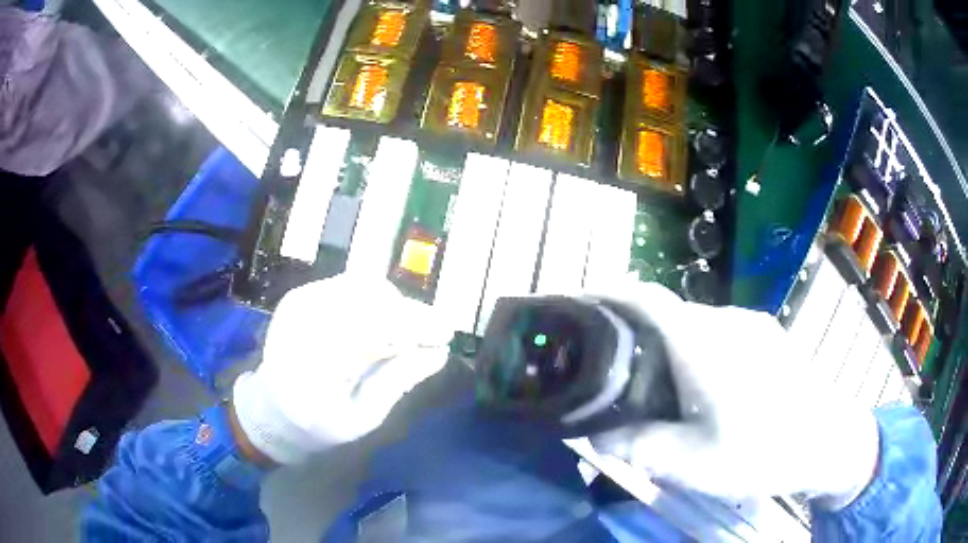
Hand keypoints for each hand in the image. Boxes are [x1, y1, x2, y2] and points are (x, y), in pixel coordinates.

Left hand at [232, 275, 450, 464]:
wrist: (271, 408)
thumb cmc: (319, 425)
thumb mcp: (363, 418)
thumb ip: (398, 382)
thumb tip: (439, 352)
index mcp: (314, 366)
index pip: (374, 329)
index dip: (416, 326)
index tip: (446, 335)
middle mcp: (302, 324)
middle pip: (370, 300)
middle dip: (409, 315)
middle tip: (430, 336)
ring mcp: (299, 304)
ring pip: (363, 286)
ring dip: (393, 306)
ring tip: (404, 334)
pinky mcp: (300, 295)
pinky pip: (349, 284)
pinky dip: (374, 300)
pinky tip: (379, 323)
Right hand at [591, 281, 879, 508]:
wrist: (830, 439)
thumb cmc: (764, 451)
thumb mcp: (695, 464)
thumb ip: (640, 447)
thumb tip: (595, 436)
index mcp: (705, 344)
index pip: (646, 299)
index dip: (608, 294)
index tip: (578, 306)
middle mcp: (727, 321)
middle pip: (668, 313)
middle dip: (636, 335)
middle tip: (616, 375)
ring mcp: (752, 324)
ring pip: (694, 324)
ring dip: (668, 346)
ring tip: (661, 390)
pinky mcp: (767, 335)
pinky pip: (718, 332)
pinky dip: (695, 350)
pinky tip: (704, 390)